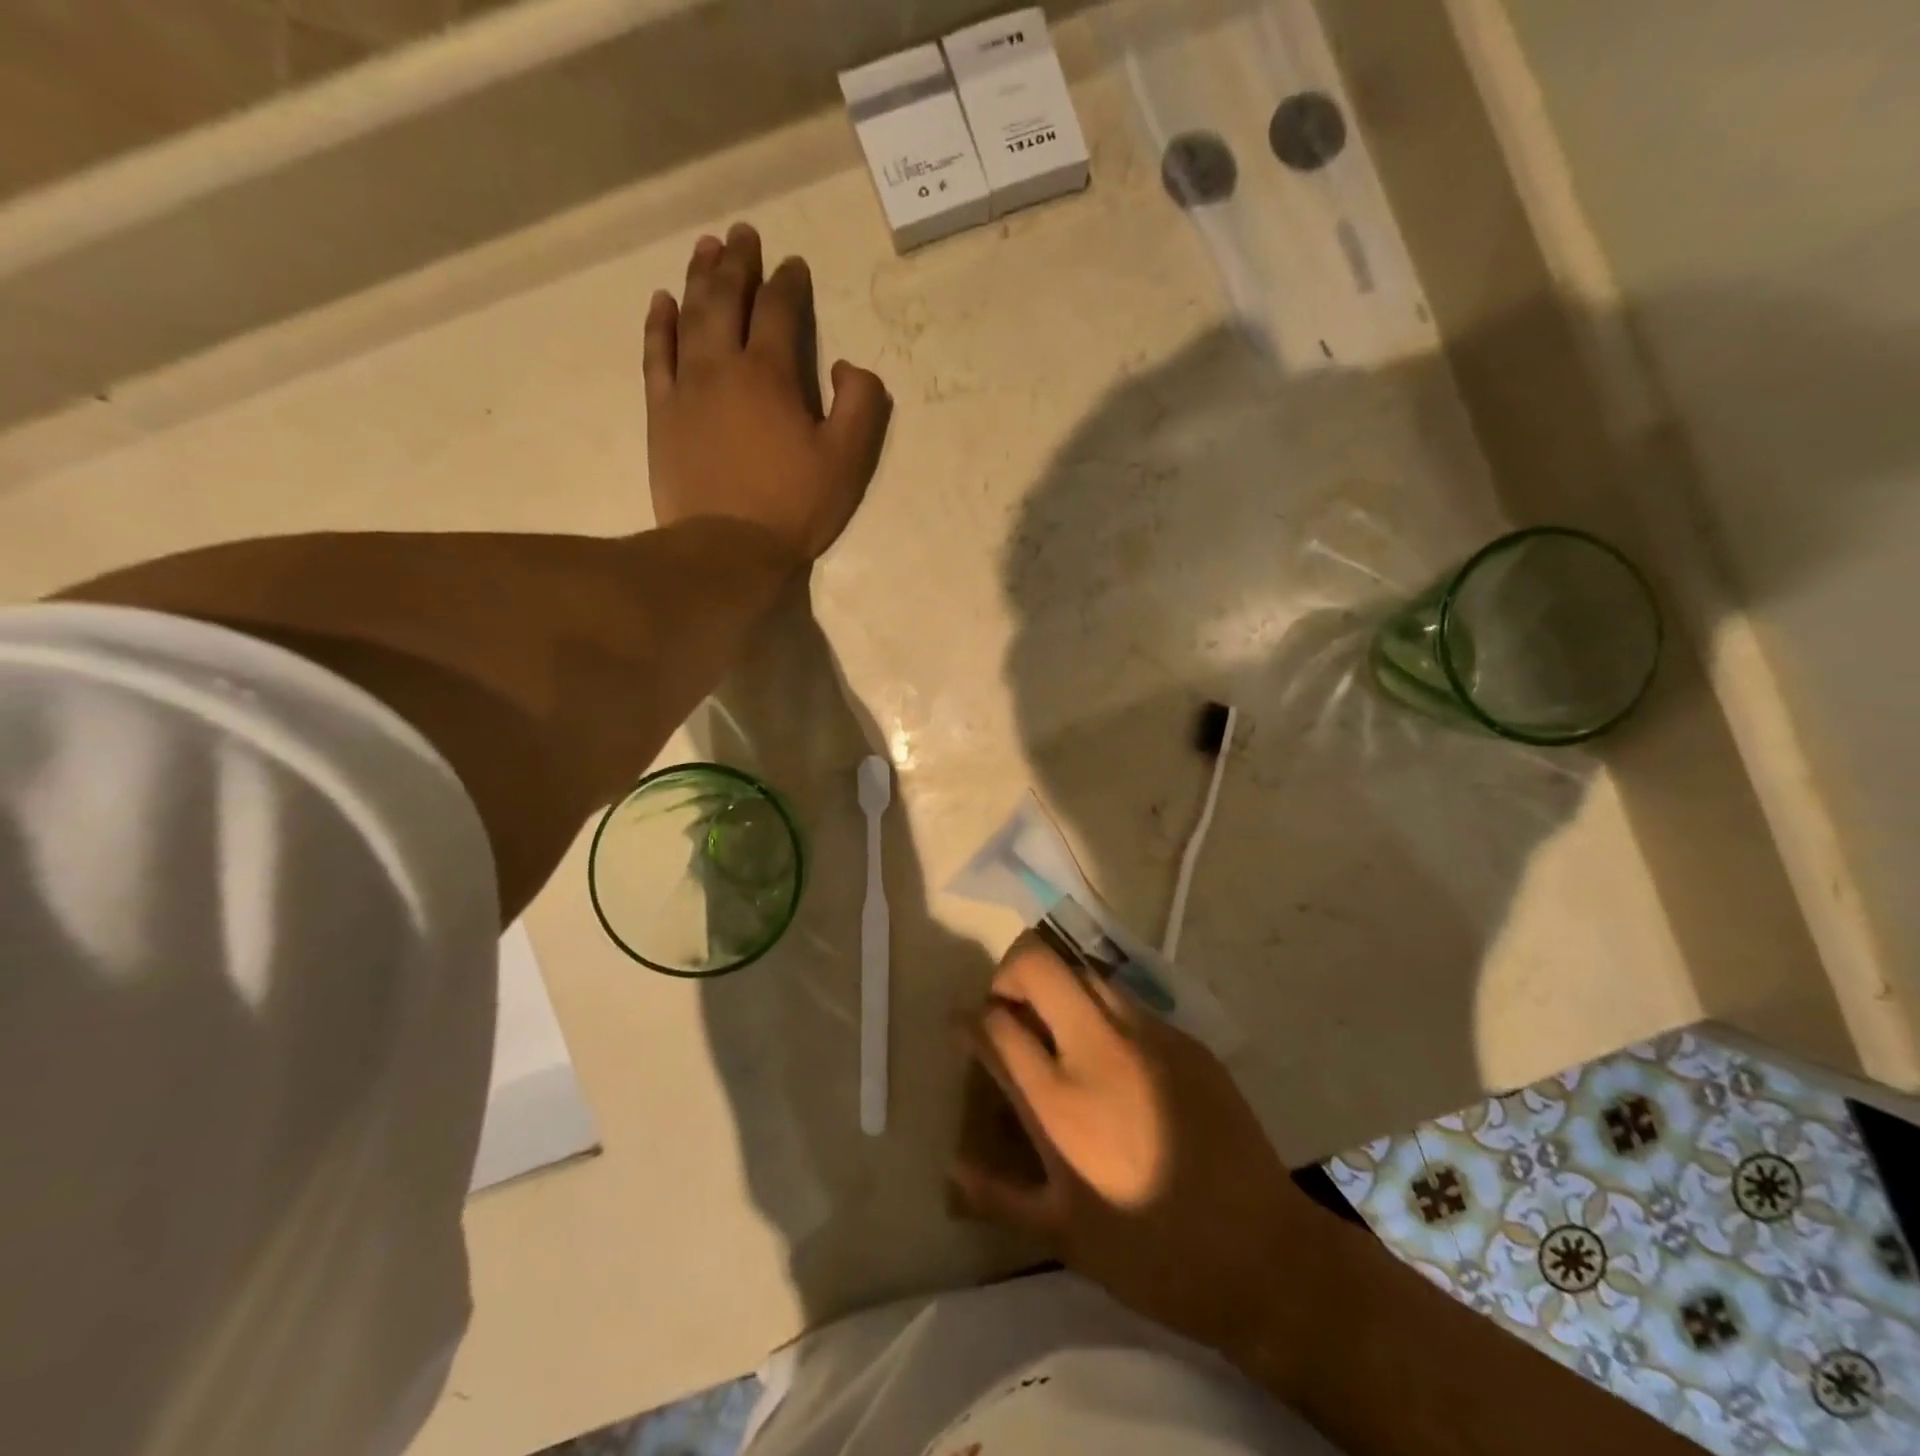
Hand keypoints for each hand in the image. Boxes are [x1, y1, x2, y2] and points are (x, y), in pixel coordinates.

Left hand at [643, 223, 891, 567]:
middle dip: (739, 262)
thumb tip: (844, 364)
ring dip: (699, 277)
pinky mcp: (661, 412)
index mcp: (770, 374)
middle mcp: (722, 365)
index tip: (794, 265)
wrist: (726, 548)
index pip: (780, 310)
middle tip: (743, 234)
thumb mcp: (848, 460)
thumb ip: (860, 402)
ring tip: (706, 247)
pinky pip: (656, 354)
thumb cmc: (793, 506)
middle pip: (728, 298)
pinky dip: (659, 323)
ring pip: (689, 315)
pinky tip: (662, 301)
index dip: (789, 282)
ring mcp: (685, 387)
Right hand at [952, 937, 1314, 1359]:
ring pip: (1084, 971)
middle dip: (1008, 975)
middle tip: (1009, 1014)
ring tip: (1058, 1031)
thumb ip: (998, 1194)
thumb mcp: (1064, 1237)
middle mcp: (1099, 1047)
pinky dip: (1102, 1012)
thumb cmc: (1152, 1254)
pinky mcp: (1186, 1037)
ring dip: (1058, 988)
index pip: (995, 1024)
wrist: (1263, 1255)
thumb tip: (951, 1169)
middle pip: (1037, 963)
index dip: (968, 1019)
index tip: (963, 1027)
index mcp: (1060, 1099)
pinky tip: (1114, 1059)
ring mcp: (1148, 1034)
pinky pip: (1128, 1001)